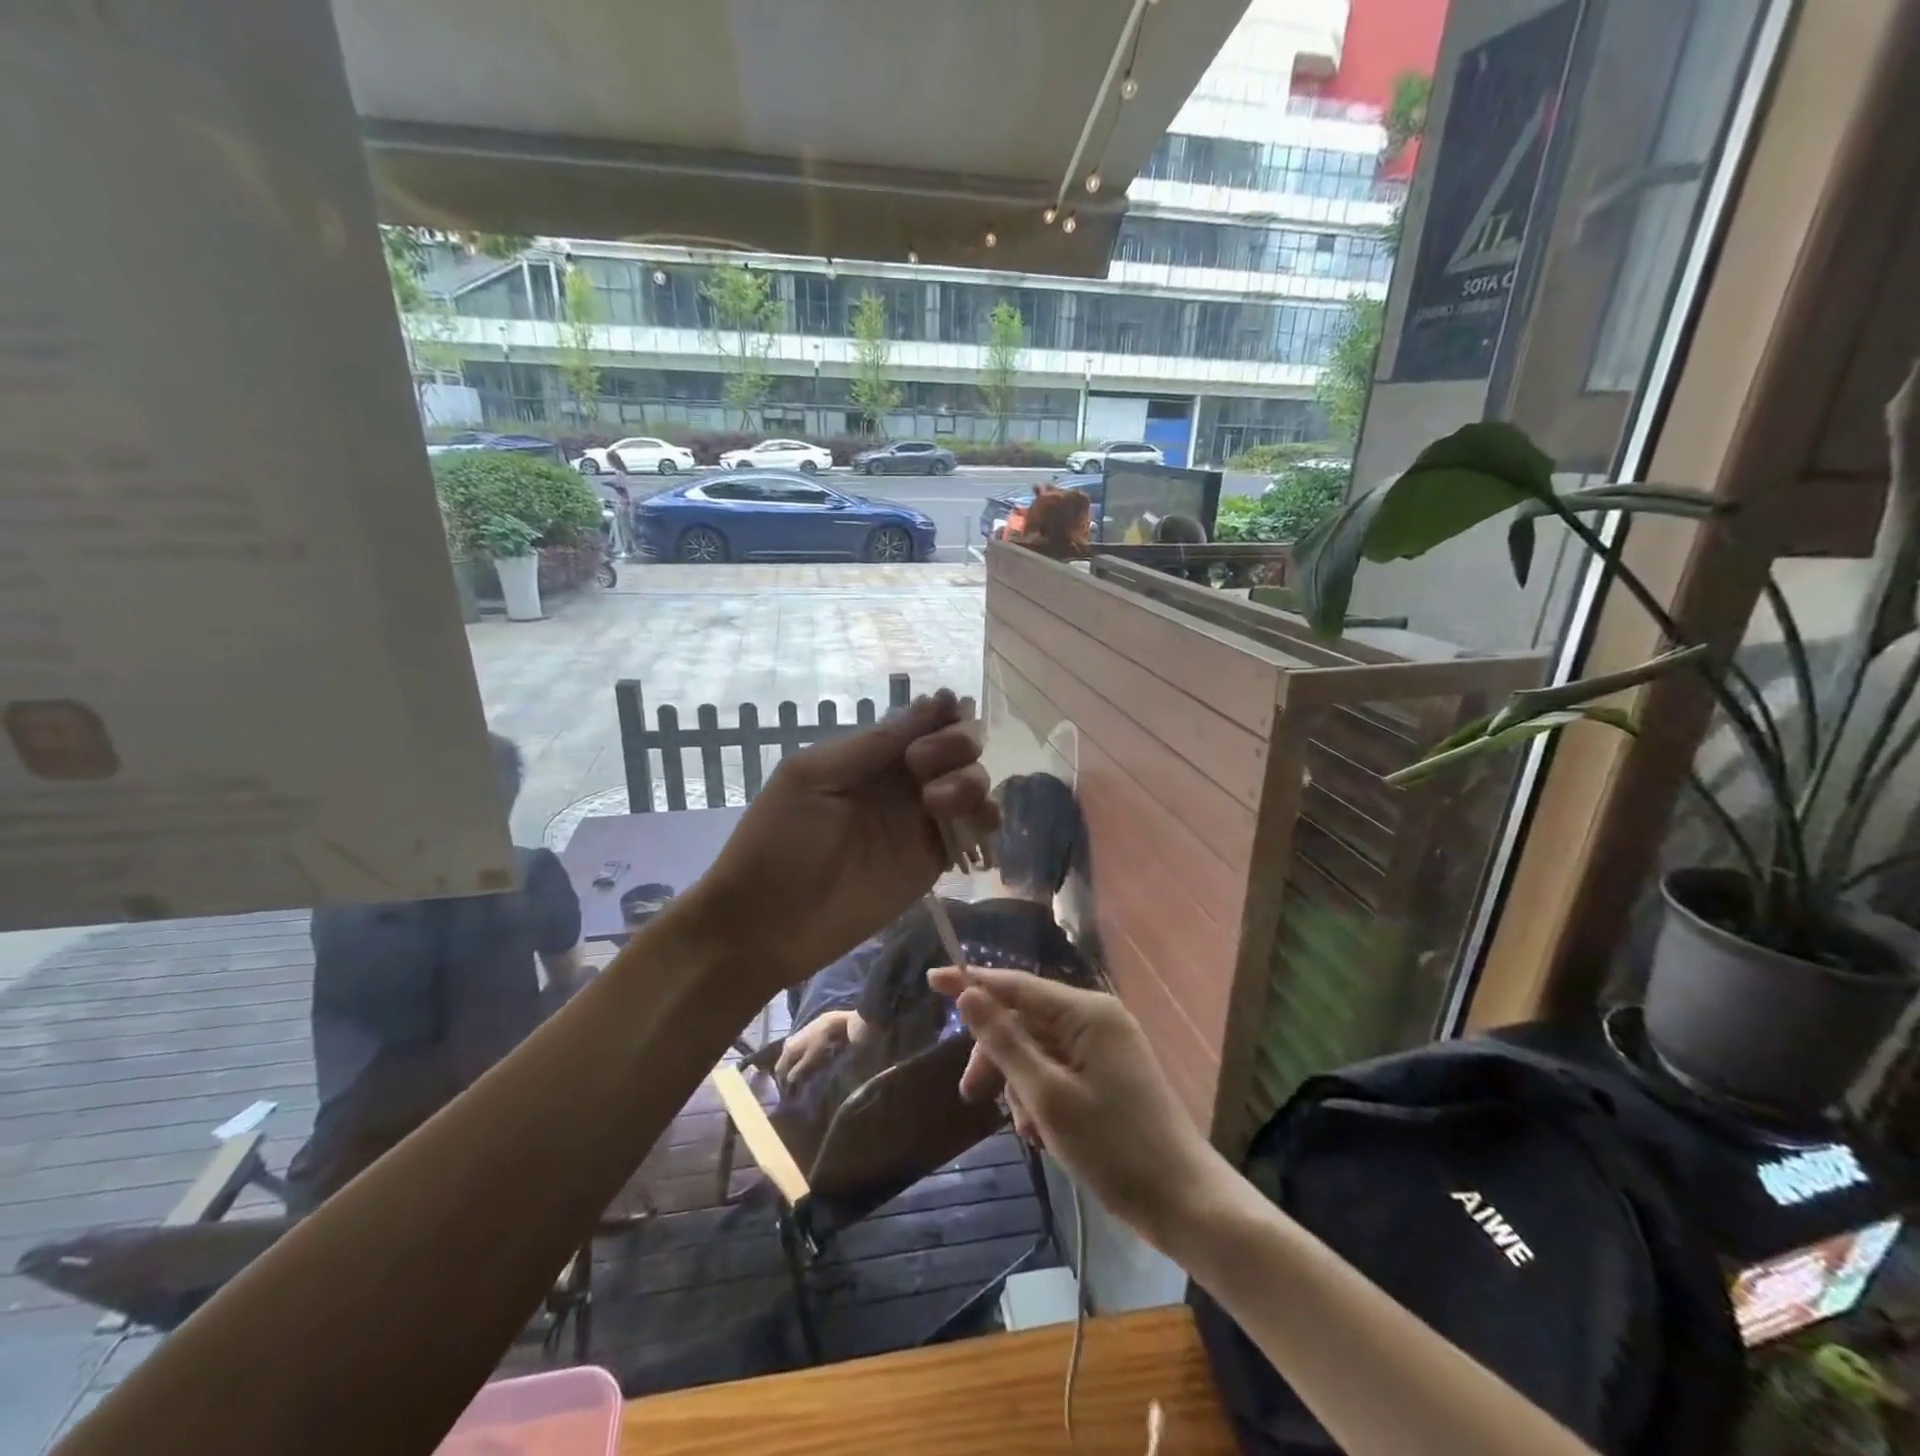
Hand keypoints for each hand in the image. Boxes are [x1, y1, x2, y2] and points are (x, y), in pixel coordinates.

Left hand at [692, 690, 994, 997]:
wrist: (767, 922)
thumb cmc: (778, 839)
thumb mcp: (814, 776)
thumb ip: (874, 744)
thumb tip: (935, 700)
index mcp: (871, 755)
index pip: (924, 721)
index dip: (944, 714)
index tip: (948, 714)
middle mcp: (902, 782)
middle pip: (957, 747)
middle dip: (958, 743)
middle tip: (924, 764)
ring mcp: (920, 821)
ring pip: (972, 784)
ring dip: (970, 780)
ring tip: (937, 802)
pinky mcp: (933, 860)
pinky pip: (974, 830)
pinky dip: (985, 818)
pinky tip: (972, 822)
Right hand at [773, 1010, 856, 1087]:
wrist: (834, 1022)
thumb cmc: (822, 1042)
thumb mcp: (810, 1059)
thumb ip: (798, 1071)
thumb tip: (788, 1081)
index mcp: (787, 1050)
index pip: (779, 1070)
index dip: (782, 1084)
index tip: (788, 1095)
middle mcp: (788, 1044)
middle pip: (784, 1064)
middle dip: (788, 1076)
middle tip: (795, 1089)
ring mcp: (796, 1038)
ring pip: (791, 1058)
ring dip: (794, 1068)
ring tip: (802, 1080)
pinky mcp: (804, 1036)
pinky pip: (797, 1053)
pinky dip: (799, 1061)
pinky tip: (807, 1066)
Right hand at [928, 967, 1215, 1247]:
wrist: (1183, 1201)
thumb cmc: (1113, 1147)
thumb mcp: (1047, 1096)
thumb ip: (1005, 1042)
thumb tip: (969, 995)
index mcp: (1087, 1013)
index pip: (1017, 985)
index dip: (972, 982)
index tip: (931, 979)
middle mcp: (1097, 1018)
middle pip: (1026, 1020)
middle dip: (997, 1054)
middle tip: (971, 1094)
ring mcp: (1106, 1046)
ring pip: (1040, 1048)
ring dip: (1020, 1083)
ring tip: (1025, 1130)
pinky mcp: (1109, 1072)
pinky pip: (1060, 1068)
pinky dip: (1042, 1094)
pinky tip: (1041, 1132)